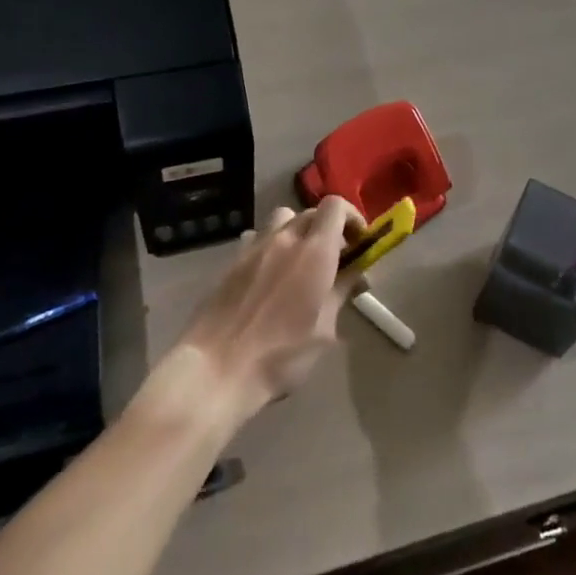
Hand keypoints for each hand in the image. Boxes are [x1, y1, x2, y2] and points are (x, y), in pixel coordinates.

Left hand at [165, 197, 365, 425]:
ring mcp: (255, 246)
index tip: (359, 242)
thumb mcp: (324, 330)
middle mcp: (285, 238)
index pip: (336, 206)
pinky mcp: (233, 260)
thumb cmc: (280, 356)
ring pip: (283, 218)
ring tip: (300, 261)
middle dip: (329, 228)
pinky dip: (271, 244)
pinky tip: (269, 273)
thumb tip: (356, 273)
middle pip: (312, 212)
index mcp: (315, 252)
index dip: (352, 217)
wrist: (216, 368)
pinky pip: (257, 237)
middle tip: (335, 260)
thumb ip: (340, 292)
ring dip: (298, 231)